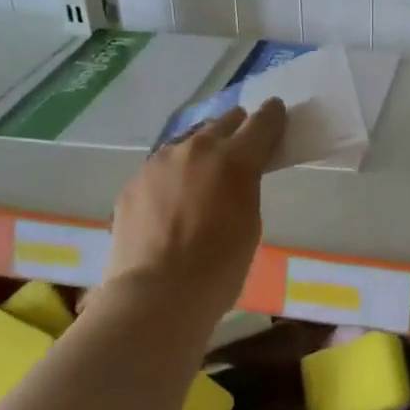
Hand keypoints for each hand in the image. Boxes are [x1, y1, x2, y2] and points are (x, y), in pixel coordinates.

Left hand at [99, 100, 286, 317]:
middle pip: (223, 123)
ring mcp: (158, 162)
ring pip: (187, 143)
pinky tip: (171, 204)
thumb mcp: (249, 223)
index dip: (272, 116)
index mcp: (234, 159)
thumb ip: (245, 187)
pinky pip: (161, 169)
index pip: (262, 122)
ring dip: (200, 153)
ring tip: (201, 178)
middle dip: (236, 130)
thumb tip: (236, 177)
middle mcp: (196, 148)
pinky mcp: (133, 182)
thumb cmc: (219, 268)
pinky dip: (172, 177)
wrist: (156, 295)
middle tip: (240, 148)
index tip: (276, 114)